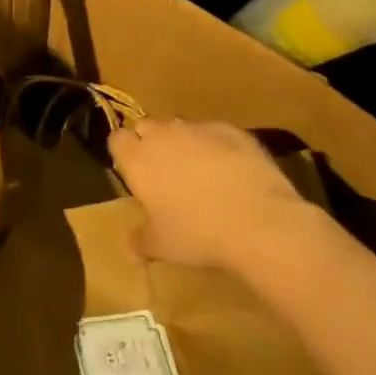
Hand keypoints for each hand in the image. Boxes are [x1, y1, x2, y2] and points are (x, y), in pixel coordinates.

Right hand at [109, 118, 324, 277]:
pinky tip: (230, 171)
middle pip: (147, 127)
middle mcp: (163, 135)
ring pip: (180, 127)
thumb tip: (131, 247)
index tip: (133, 173)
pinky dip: (216, 145)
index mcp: (138, 159)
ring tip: (200, 173)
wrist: (259, 221)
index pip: (117, 140)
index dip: (124, 153)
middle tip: (164, 174)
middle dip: (151, 143)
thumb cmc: (198, 234)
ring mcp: (198, 128)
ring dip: (183, 143)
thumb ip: (141, 241)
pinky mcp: (231, 130)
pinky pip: (214, 132)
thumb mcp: (162, 246)